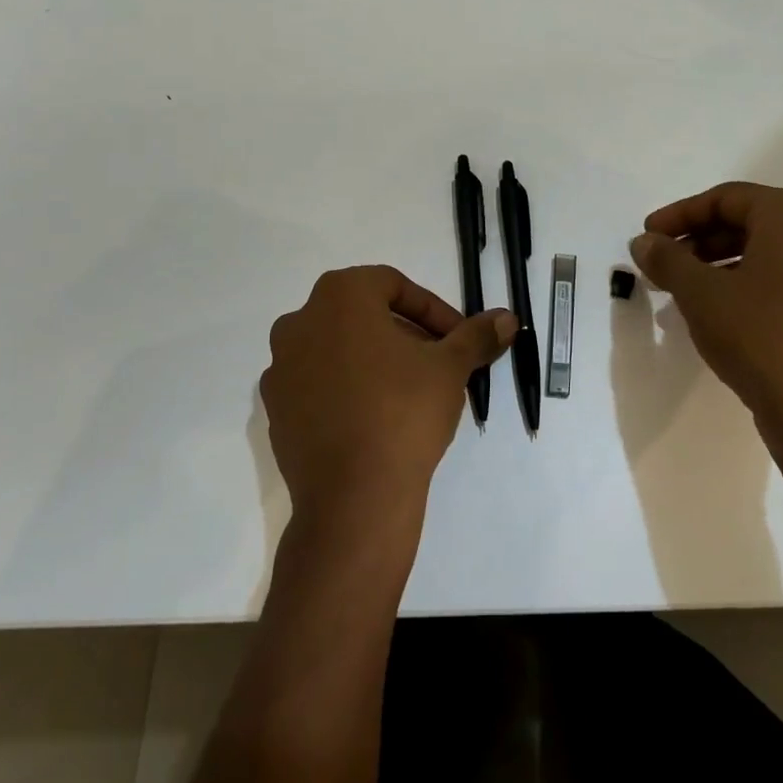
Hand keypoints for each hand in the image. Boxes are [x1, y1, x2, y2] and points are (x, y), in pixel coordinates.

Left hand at [262, 266, 515, 535]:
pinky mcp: (274, 408)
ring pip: (339, 349)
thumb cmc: (404, 411)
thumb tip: (507, 319)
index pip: (394, 286)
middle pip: (363, 315)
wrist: (353, 497)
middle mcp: (300, 321)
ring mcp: (281, 366)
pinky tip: (374, 419)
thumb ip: (476, 336)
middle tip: (438, 364)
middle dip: (405, 334)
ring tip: (410, 392)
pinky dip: (346, 390)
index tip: (457, 340)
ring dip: (375, 360)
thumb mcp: (451, 368)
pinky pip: (318, 384)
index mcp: (339, 296)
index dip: (433, 310)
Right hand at [630, 182, 782, 455]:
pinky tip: (716, 314)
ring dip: (717, 265)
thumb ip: (667, 259)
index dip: (680, 214)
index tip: (648, 236)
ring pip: (765, 254)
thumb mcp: (700, 292)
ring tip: (680, 290)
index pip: (727, 198)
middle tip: (661, 262)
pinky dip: (745, 286)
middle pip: (748, 222)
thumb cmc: (759, 334)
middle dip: (698, 240)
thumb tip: (644, 242)